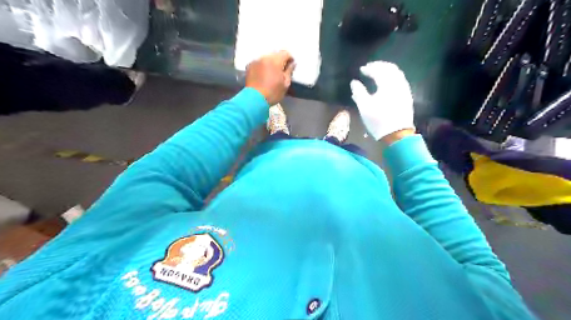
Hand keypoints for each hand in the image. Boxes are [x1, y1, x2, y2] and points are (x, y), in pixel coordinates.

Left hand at [244, 51, 293, 103]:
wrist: (254, 99)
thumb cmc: (273, 93)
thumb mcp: (285, 84)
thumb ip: (289, 71)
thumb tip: (292, 64)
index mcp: (275, 61)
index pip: (285, 53)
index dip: (290, 59)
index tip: (291, 65)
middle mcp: (265, 57)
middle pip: (275, 54)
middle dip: (280, 60)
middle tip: (282, 69)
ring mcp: (256, 60)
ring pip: (266, 57)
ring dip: (271, 62)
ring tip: (272, 72)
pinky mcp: (249, 66)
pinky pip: (259, 62)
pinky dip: (263, 66)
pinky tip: (263, 74)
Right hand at [348, 60, 415, 141]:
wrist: (397, 134)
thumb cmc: (378, 121)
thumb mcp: (364, 107)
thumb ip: (358, 92)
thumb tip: (354, 82)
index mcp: (387, 85)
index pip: (378, 71)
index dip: (369, 68)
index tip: (361, 69)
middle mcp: (398, 84)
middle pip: (390, 68)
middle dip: (380, 66)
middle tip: (370, 66)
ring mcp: (405, 90)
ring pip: (397, 73)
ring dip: (387, 70)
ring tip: (379, 72)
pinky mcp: (407, 96)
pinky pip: (401, 80)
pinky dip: (393, 76)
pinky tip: (388, 82)